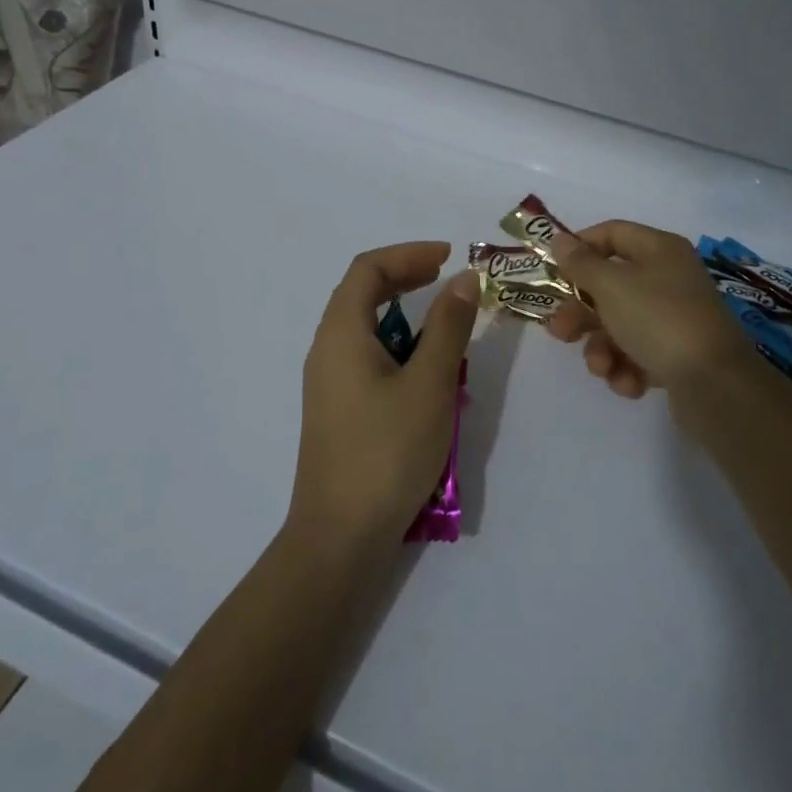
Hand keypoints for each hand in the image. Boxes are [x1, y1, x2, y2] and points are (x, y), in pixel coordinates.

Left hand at [288, 242, 479, 553]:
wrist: (339, 537)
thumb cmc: (386, 452)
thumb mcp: (429, 383)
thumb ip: (448, 327)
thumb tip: (463, 279)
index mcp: (341, 333)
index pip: (368, 269)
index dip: (408, 254)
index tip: (449, 257)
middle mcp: (327, 349)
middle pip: (362, 293)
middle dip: (406, 278)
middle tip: (447, 279)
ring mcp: (329, 382)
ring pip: (365, 328)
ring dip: (404, 315)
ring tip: (445, 325)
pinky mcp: (338, 409)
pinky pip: (367, 357)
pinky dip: (397, 347)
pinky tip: (426, 373)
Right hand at [544, 221, 771, 421]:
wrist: (716, 386)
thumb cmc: (659, 320)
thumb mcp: (611, 286)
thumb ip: (581, 263)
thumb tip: (560, 240)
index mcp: (659, 250)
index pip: (612, 233)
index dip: (580, 247)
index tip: (553, 270)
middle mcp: (668, 278)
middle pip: (610, 285)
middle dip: (581, 312)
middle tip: (559, 332)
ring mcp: (674, 318)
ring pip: (619, 324)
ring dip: (601, 347)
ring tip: (601, 367)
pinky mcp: (677, 355)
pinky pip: (638, 353)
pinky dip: (626, 368)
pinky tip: (629, 383)